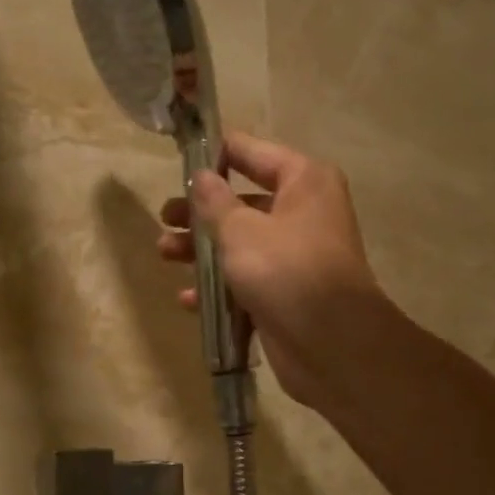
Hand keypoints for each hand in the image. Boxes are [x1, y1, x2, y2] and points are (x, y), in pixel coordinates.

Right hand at [159, 131, 387, 409]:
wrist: (329, 341)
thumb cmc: (285, 270)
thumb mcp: (241, 230)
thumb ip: (215, 202)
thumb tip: (201, 175)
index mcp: (303, 181)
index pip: (252, 152)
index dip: (216, 155)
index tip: (181, 160)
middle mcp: (302, 212)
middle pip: (242, 202)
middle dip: (201, 213)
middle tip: (165, 219)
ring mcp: (293, 255)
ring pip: (239, 244)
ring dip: (201, 250)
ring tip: (165, 255)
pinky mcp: (284, 292)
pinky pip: (244, 280)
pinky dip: (217, 287)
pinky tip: (188, 298)